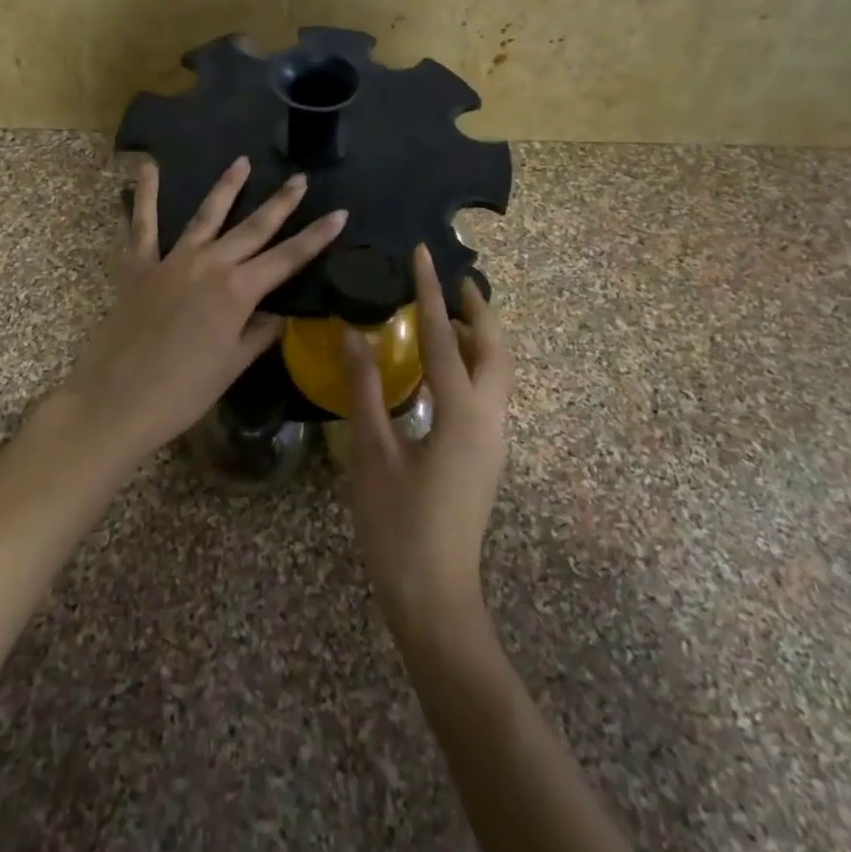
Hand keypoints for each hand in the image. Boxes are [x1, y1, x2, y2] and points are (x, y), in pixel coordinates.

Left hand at [40, 155, 346, 474]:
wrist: (117, 401)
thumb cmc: (182, 393)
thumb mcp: (232, 366)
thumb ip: (258, 334)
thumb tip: (278, 314)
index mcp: (238, 292)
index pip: (288, 258)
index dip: (316, 236)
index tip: (339, 213)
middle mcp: (209, 265)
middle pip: (253, 228)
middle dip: (280, 202)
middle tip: (300, 178)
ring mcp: (172, 261)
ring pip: (206, 215)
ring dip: (227, 187)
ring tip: (242, 161)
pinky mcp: (138, 266)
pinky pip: (143, 225)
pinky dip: (145, 195)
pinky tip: (148, 167)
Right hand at [341, 244, 512, 633]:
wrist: (434, 597)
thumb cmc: (398, 525)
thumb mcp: (372, 453)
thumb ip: (365, 389)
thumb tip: (354, 334)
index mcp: (461, 414)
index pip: (445, 338)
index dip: (430, 293)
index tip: (423, 254)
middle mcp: (488, 420)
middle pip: (494, 351)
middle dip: (477, 311)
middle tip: (454, 282)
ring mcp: (492, 441)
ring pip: (496, 373)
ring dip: (477, 339)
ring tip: (447, 316)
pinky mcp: (485, 456)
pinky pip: (487, 394)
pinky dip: (471, 366)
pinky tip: (441, 371)